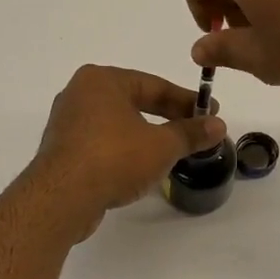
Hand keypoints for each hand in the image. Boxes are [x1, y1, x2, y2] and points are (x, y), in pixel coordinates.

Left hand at [29, 65, 226, 239]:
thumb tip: (218, 125)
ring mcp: (67, 123)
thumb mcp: (161, 145)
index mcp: (101, 80)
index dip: (186, 100)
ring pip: (116, 124)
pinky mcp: (62, 151)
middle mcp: (79, 94)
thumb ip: (190, 133)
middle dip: (166, 117)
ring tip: (171, 151)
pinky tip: (140, 167)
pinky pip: (101, 144)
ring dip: (145, 136)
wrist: (62, 198)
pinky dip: (123, 151)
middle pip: (133, 102)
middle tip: (194, 130)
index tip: (210, 112)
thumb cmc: (114, 158)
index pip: (153, 85)